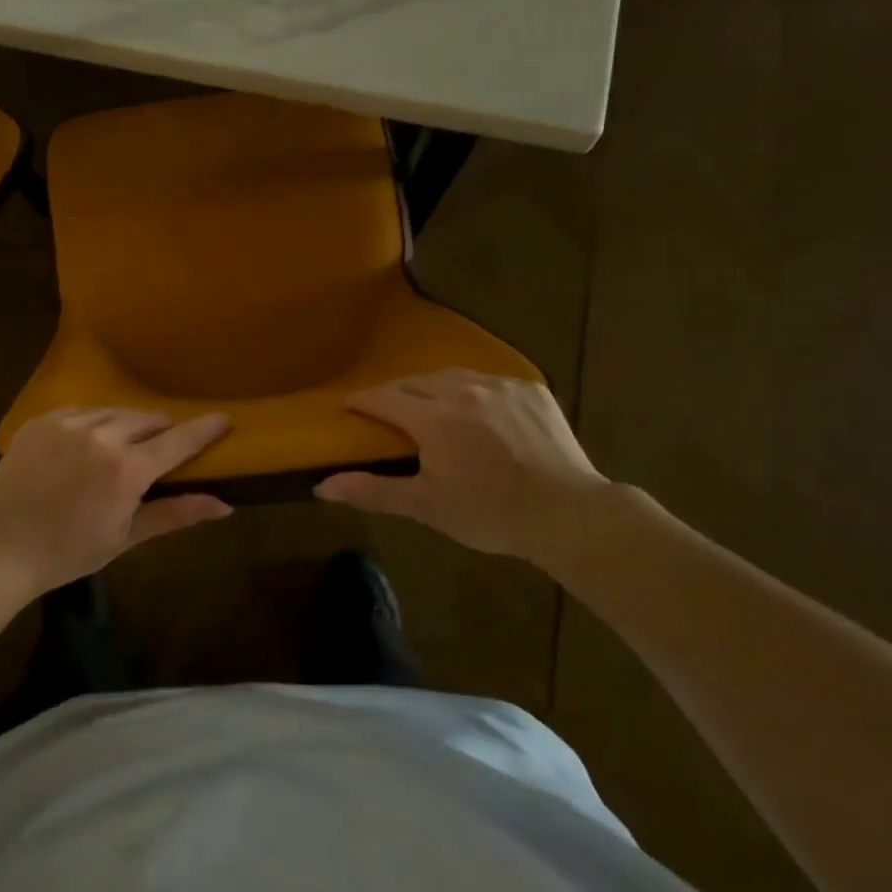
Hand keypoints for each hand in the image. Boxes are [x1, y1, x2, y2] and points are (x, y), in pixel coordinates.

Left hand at [0, 408, 232, 594]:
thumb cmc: (67, 552)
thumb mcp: (125, 538)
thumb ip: (175, 513)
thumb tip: (224, 506)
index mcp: (127, 469)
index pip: (178, 440)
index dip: (204, 429)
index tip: (224, 418)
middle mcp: (102, 436)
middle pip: (148, 419)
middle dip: (161, 431)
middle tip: (159, 450)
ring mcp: (69, 423)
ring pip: (115, 412)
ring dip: (127, 425)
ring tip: (122, 446)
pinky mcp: (43, 420)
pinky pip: (82, 411)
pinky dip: (93, 424)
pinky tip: (86, 444)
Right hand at [315, 370, 609, 560]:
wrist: (570, 515)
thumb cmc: (490, 514)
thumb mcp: (427, 506)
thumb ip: (372, 491)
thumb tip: (322, 486)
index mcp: (434, 418)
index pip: (384, 397)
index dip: (363, 401)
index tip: (349, 407)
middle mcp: (464, 390)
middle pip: (415, 381)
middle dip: (395, 394)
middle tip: (387, 413)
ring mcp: (501, 387)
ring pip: (453, 376)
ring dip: (433, 387)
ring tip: (429, 406)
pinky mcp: (532, 390)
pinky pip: (490, 382)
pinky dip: (473, 391)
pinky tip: (477, 412)